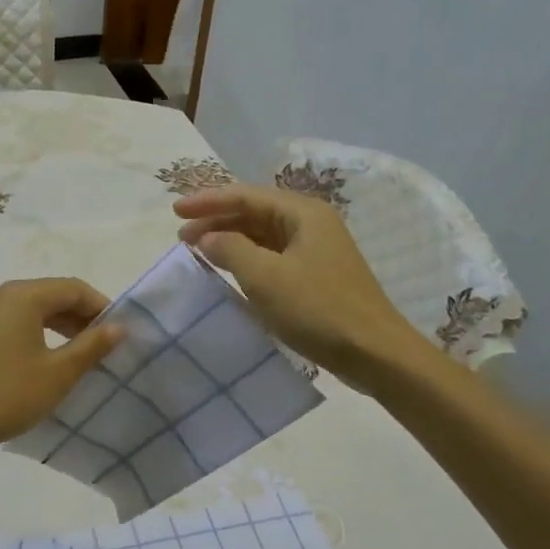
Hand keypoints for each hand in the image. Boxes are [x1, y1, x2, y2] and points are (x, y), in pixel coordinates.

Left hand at [0, 278, 125, 455]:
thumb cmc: (7, 394)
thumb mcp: (58, 372)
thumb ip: (91, 346)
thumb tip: (118, 327)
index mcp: (23, 295)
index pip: (74, 288)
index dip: (101, 307)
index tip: (121, 333)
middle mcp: (2, 294)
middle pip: (53, 295)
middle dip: (82, 317)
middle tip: (106, 346)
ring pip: (34, 309)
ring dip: (62, 326)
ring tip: (82, 355)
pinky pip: (16, 322)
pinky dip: (39, 333)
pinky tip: (49, 360)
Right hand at [176, 183, 425, 382]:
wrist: (375, 353)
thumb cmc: (318, 309)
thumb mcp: (265, 278)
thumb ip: (230, 250)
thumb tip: (207, 237)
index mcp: (303, 213)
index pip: (246, 195)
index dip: (207, 201)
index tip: (174, 211)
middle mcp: (311, 223)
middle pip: (255, 212)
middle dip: (216, 221)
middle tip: (182, 236)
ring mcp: (316, 250)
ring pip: (263, 235)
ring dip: (230, 240)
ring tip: (199, 251)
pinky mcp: (317, 275)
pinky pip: (273, 256)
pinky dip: (247, 259)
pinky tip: (230, 272)